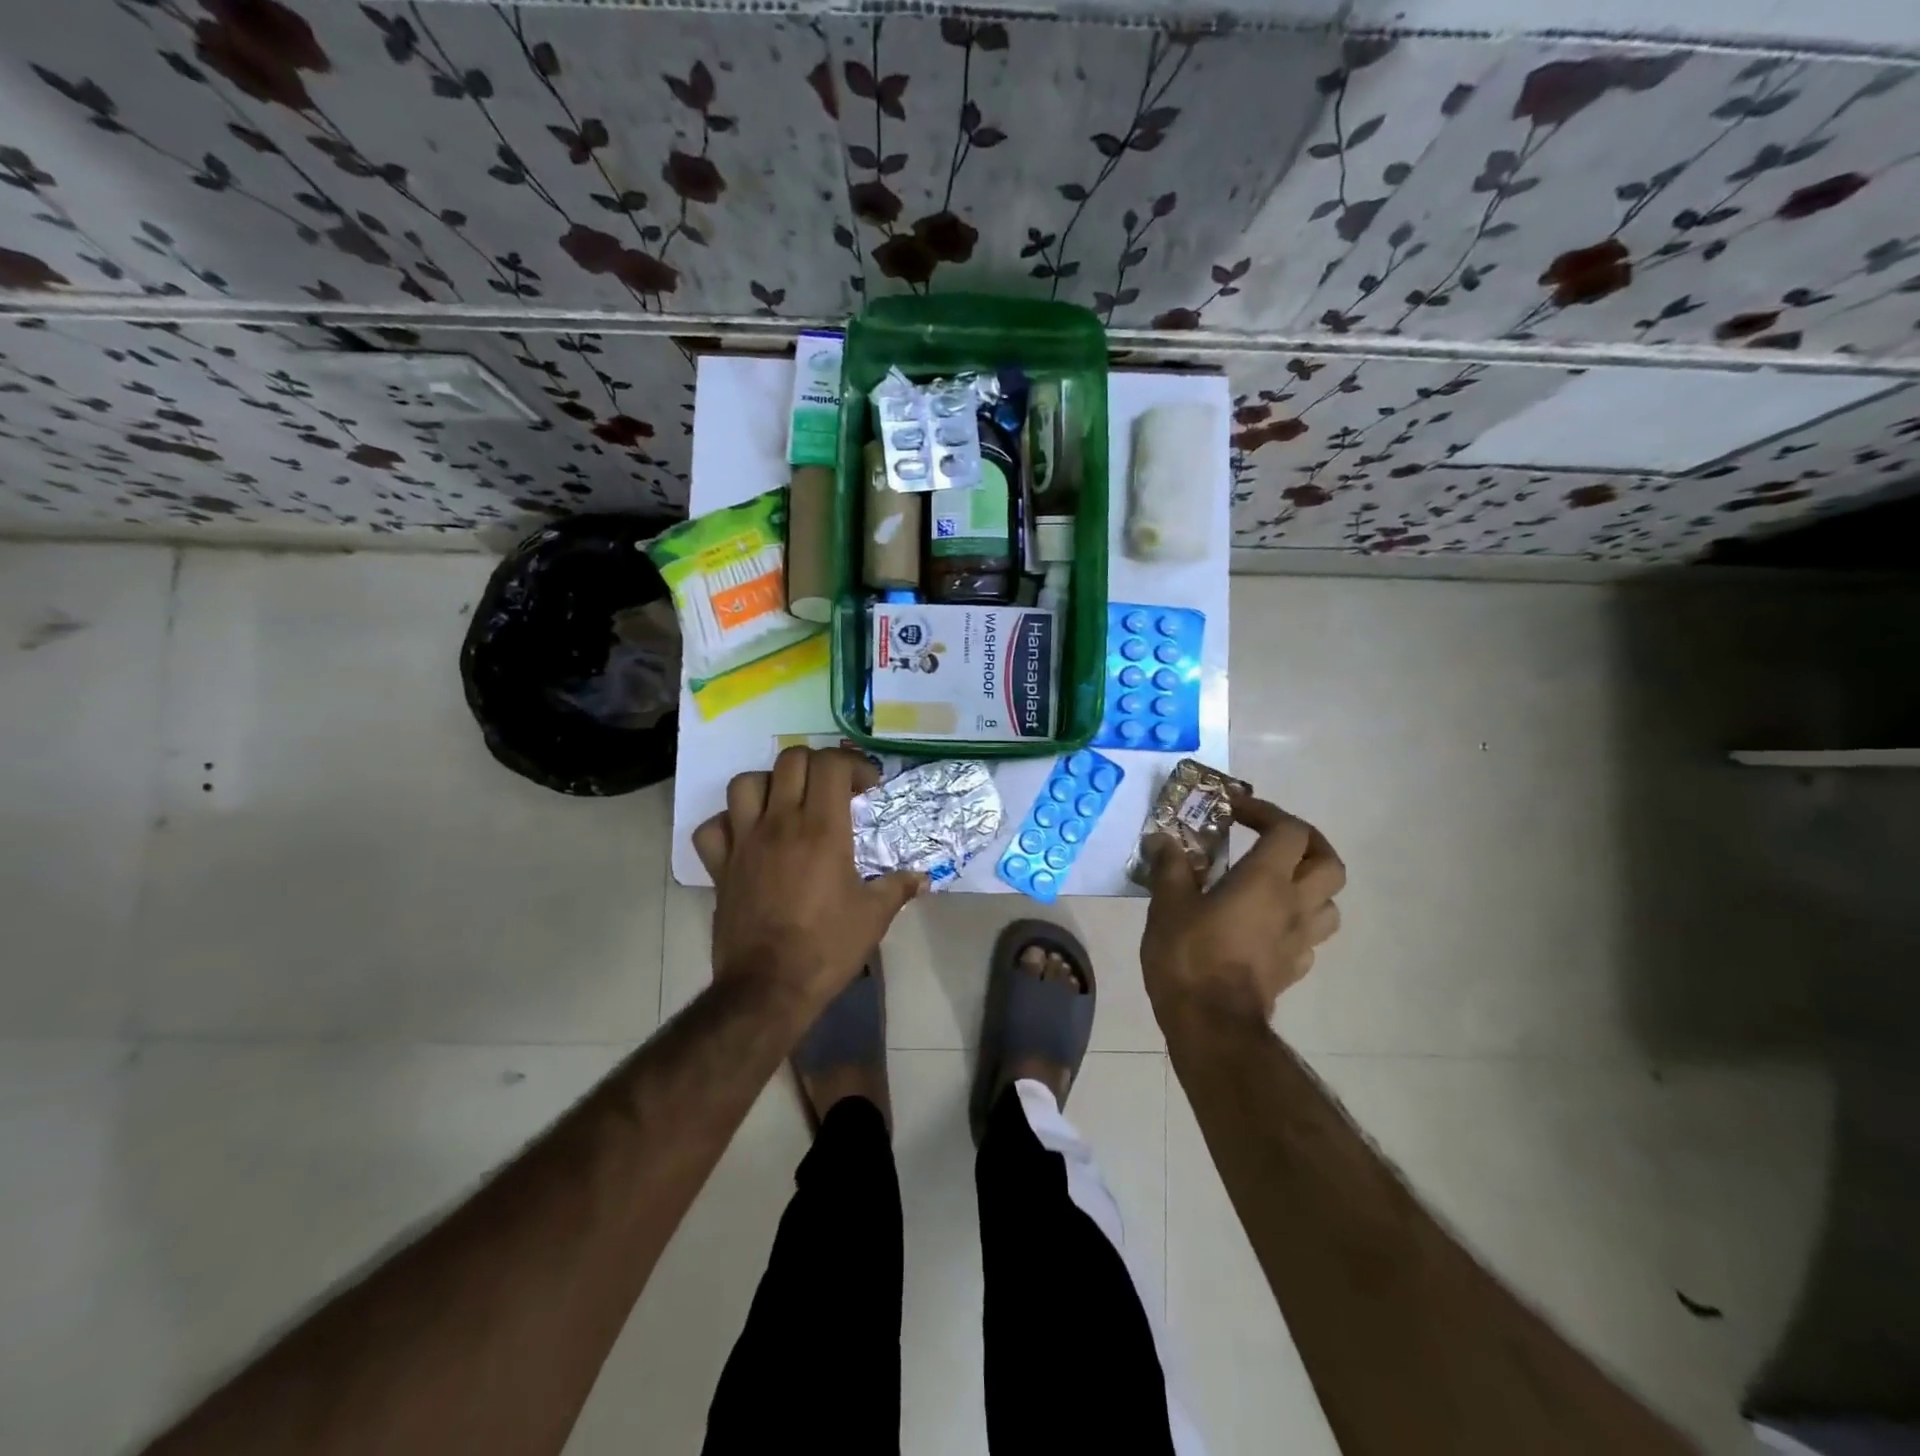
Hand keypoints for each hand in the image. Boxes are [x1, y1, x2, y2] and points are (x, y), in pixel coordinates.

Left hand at [692, 747, 924, 1009]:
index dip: (853, 764)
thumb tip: (922, 878)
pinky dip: (727, 823)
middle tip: (833, 789)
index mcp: (822, 829)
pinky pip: (712, 827)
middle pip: (790, 760)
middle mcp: (780, 824)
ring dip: (769, 784)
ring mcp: (744, 842)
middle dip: (816, 765)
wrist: (769, 987)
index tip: (867, 788)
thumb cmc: (827, 948)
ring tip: (786, 803)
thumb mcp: (874, 917)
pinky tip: (747, 837)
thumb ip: (898, 888)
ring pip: (745, 783)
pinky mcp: (720, 867)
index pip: (831, 764)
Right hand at [1141, 793, 1344, 1028]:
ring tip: (1276, 881)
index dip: (1266, 812)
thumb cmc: (1190, 955)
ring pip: (1330, 902)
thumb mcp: (1168, 903)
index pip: (1290, 830)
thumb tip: (1161, 838)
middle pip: (1328, 862)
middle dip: (1306, 843)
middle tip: (1272, 839)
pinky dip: (1296, 921)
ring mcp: (1300, 940)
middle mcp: (1294, 904)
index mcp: (1267, 880)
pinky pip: (1310, 935)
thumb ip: (1170, 865)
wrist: (1212, 1023)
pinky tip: (1267, 924)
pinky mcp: (1294, 968)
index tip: (1234, 810)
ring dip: (1310, 884)